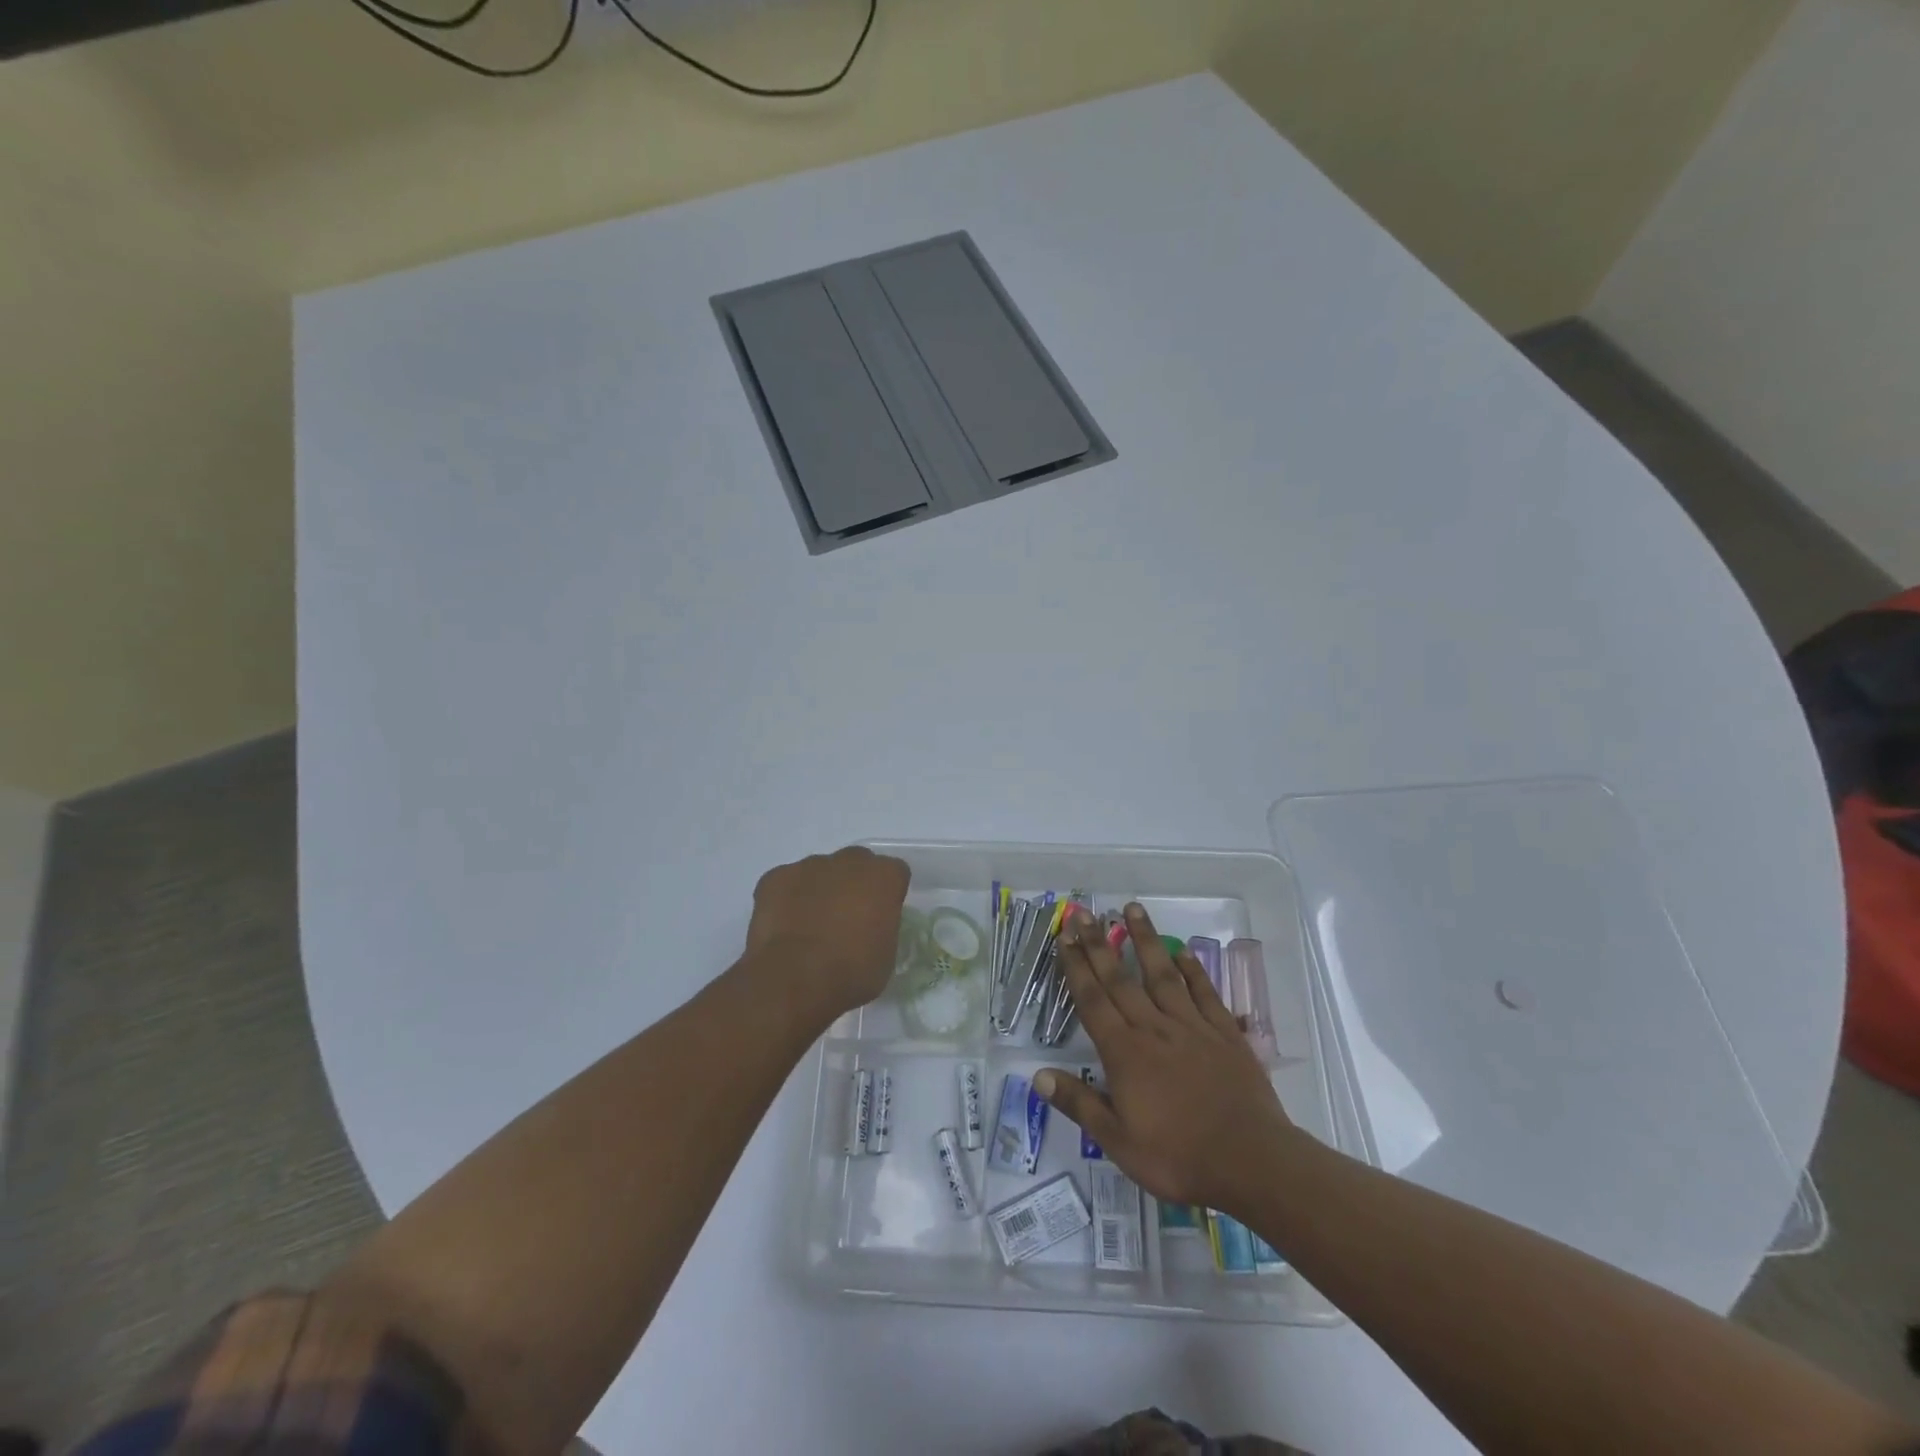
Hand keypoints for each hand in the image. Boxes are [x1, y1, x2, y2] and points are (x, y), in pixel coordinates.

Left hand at [743, 846, 909, 1020]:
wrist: (794, 979)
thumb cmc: (851, 973)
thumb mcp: (886, 956)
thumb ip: (881, 927)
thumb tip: (869, 928)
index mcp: (883, 876)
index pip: (894, 873)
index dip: (887, 895)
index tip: (880, 918)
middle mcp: (849, 861)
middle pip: (857, 864)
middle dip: (854, 884)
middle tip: (847, 919)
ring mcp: (809, 865)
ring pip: (820, 871)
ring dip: (820, 891)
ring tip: (810, 927)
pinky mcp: (775, 877)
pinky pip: (786, 882)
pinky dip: (787, 899)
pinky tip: (784, 927)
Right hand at [1035, 903, 1296, 1213]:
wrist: (1251, 1162)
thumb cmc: (1179, 1157)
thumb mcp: (1119, 1142)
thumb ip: (1079, 1104)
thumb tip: (1037, 1075)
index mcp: (1124, 1053)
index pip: (1092, 1000)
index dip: (1075, 967)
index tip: (1064, 936)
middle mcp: (1153, 1028)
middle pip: (1120, 979)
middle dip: (1099, 943)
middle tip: (1084, 911)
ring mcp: (1191, 1027)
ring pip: (1162, 974)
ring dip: (1145, 940)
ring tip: (1131, 909)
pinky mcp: (1224, 1033)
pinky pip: (1204, 993)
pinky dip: (1193, 970)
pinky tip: (1183, 952)